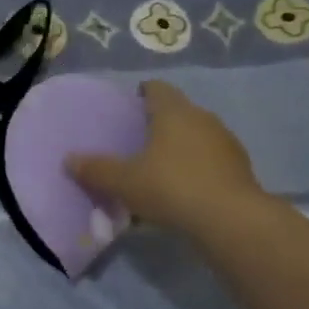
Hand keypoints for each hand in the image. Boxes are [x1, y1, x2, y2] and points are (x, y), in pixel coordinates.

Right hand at [67, 80, 268, 235]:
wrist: (230, 220)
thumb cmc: (171, 187)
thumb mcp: (123, 182)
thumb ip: (95, 169)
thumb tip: (69, 159)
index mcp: (173, 112)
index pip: (157, 89)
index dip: (142, 93)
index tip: (129, 105)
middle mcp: (203, 119)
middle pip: (177, 111)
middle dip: (159, 122)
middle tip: (136, 140)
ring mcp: (225, 143)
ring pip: (196, 136)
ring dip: (179, 147)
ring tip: (158, 167)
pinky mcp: (240, 168)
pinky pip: (210, 160)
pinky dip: (195, 168)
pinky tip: (182, 189)